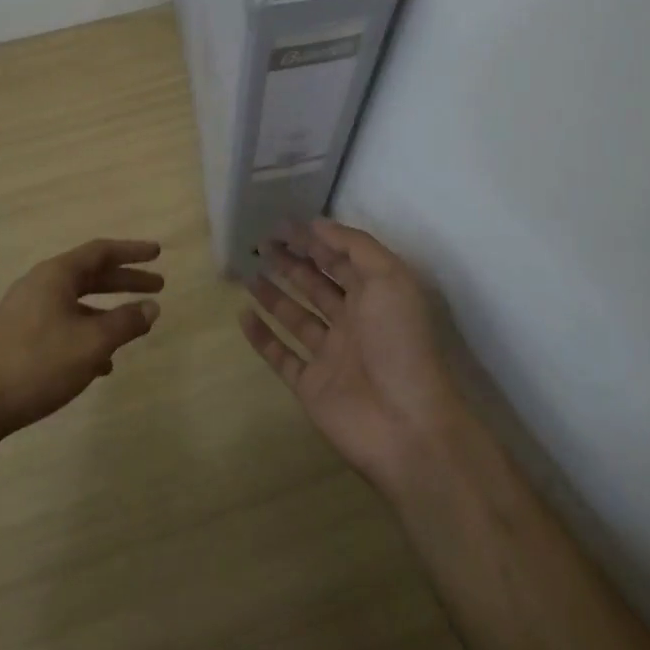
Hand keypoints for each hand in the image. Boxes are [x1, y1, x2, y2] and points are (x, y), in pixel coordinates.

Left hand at [0, 239, 163, 438]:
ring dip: (106, 312)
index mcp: (56, 275)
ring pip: (75, 303)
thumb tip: (152, 307)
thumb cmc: (37, 364)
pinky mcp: (16, 338)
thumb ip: (126, 323)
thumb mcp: (92, 344)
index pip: (101, 251)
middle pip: (90, 275)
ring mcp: (24, 312)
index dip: (132, 251)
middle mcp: (39, 285)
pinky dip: (86, 334)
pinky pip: (61, 325)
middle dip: (124, 281)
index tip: (158, 253)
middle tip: (157, 286)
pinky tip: (99, 365)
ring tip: (132, 330)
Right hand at [241, 219, 468, 493]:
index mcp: (376, 296)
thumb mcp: (389, 278)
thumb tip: (318, 224)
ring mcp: (331, 356)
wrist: (406, 425)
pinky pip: (282, 356)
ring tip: (249, 274)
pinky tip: (243, 316)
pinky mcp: (311, 386)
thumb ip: (355, 246)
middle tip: (261, 245)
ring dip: (274, 295)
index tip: (281, 224)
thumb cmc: (399, 343)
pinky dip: (262, 337)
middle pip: (316, 285)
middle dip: (291, 263)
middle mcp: (354, 322)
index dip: (313, 240)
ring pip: (297, 318)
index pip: (340, 259)